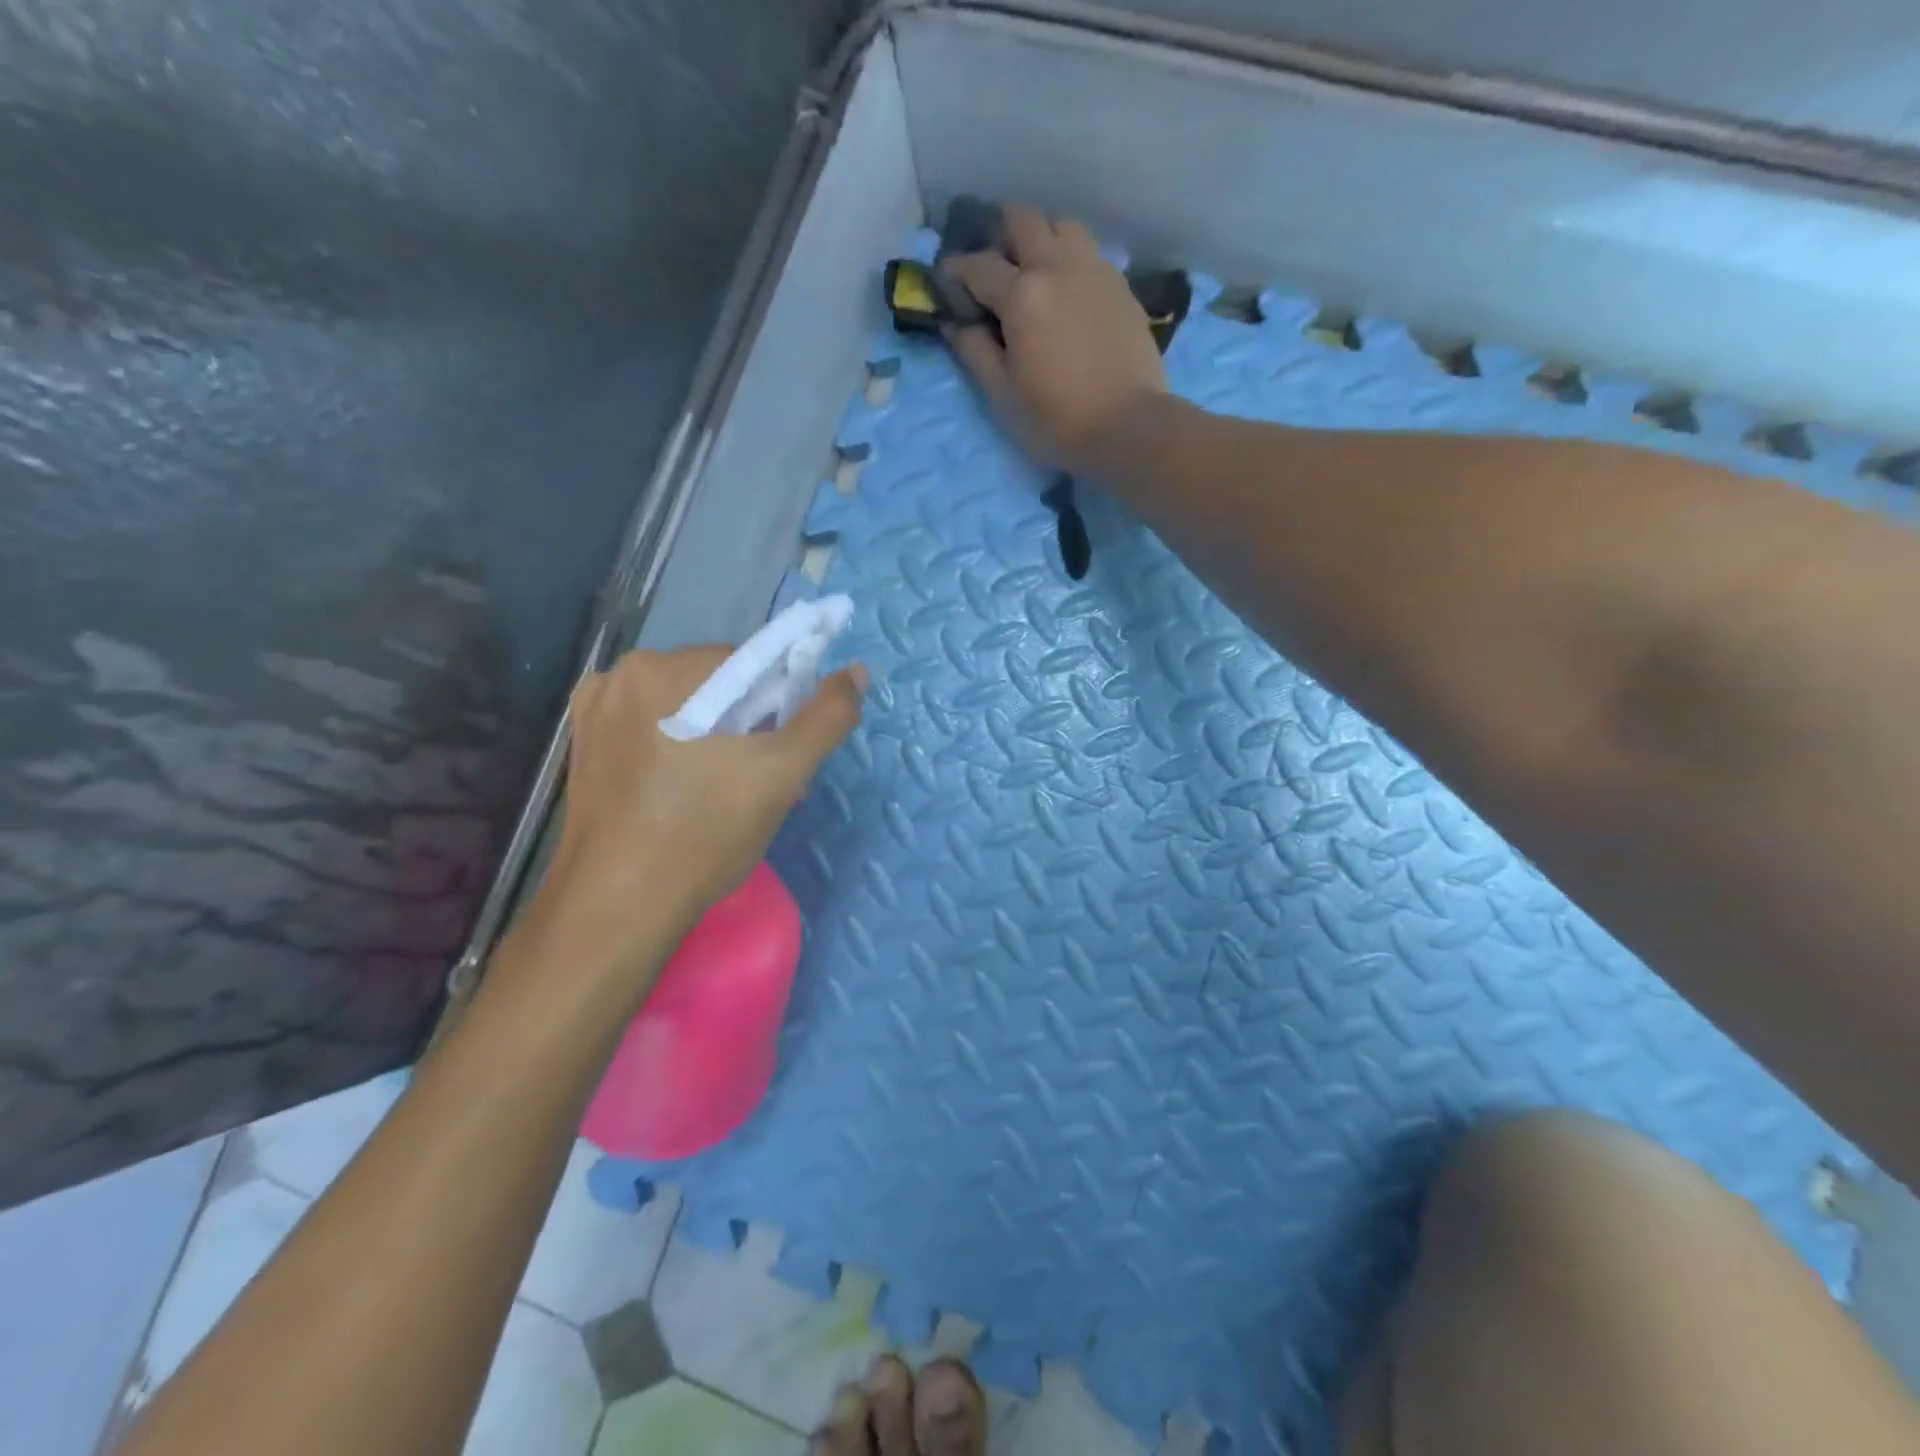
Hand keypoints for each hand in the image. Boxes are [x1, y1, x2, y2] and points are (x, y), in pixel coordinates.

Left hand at [532, 646, 865, 981]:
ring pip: (686, 709)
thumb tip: (857, 671)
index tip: (786, 754)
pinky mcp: (586, 746)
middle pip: (717, 685)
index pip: (751, 664)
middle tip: (766, 783)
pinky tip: (689, 793)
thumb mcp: (782, 774)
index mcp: (666, 668)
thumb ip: (826, 717)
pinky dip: (681, 749)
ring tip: (732, 795)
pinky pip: (653, 730)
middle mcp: (622, 674)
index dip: (782, 705)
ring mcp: (596, 712)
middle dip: (750, 725)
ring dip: (719, 739)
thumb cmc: (704, 834)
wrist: (618, 908)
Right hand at [943, 205, 1168, 472]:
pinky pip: (1091, 254)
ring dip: (1043, 239)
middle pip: (1024, 220)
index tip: (946, 281)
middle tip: (994, 268)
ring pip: (1063, 227)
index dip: (956, 270)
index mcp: (1022, 295)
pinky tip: (1069, 294)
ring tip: (1036, 273)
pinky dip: (1072, 261)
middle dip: (1000, 234)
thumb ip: (974, 352)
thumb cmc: (1057, 420)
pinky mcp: (1122, 287)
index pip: (979, 265)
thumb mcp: (1003, 395)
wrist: (1128, 427)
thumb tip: (954, 323)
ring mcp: (1095, 272)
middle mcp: (1058, 268)